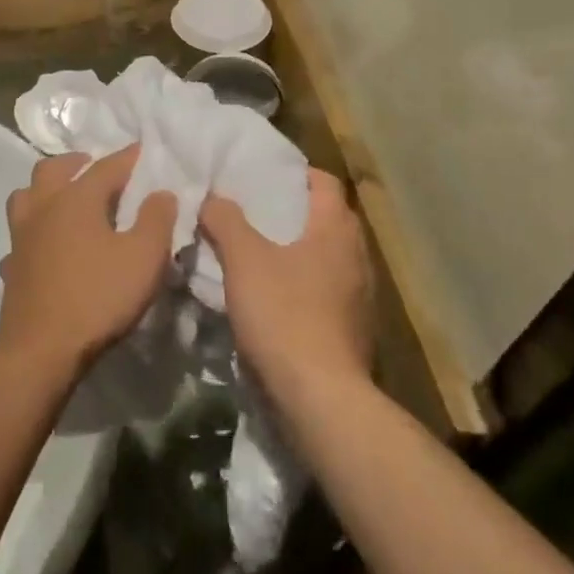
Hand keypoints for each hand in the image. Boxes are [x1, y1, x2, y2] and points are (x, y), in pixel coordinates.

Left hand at [0, 146, 174, 375]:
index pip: (106, 165)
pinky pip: (20, 235)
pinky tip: (45, 246)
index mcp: (76, 197)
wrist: (41, 349)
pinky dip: (33, 232)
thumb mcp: (143, 258)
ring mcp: (21, 235)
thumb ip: (157, 219)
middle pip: (53, 168)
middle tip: (98, 170)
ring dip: (45, 190)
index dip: (128, 158)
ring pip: (26, 195)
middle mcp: (43, 206)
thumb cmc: (97, 297)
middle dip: (77, 163)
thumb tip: (162, 191)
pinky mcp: (11, 265)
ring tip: (66, 200)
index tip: (144, 152)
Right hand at [200, 170, 373, 399]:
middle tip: (250, 212)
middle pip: (325, 218)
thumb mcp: (243, 259)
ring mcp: (360, 296)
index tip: (261, 177)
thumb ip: (225, 220)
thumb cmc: (284, 314)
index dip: (293, 174)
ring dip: (296, 251)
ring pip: (325, 257)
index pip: (324, 181)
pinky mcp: (354, 329)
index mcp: (336, 229)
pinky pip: (326, 291)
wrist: (320, 399)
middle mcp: (357, 256)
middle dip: (290, 213)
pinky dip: (302, 285)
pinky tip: (272, 298)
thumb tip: (212, 197)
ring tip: (256, 254)